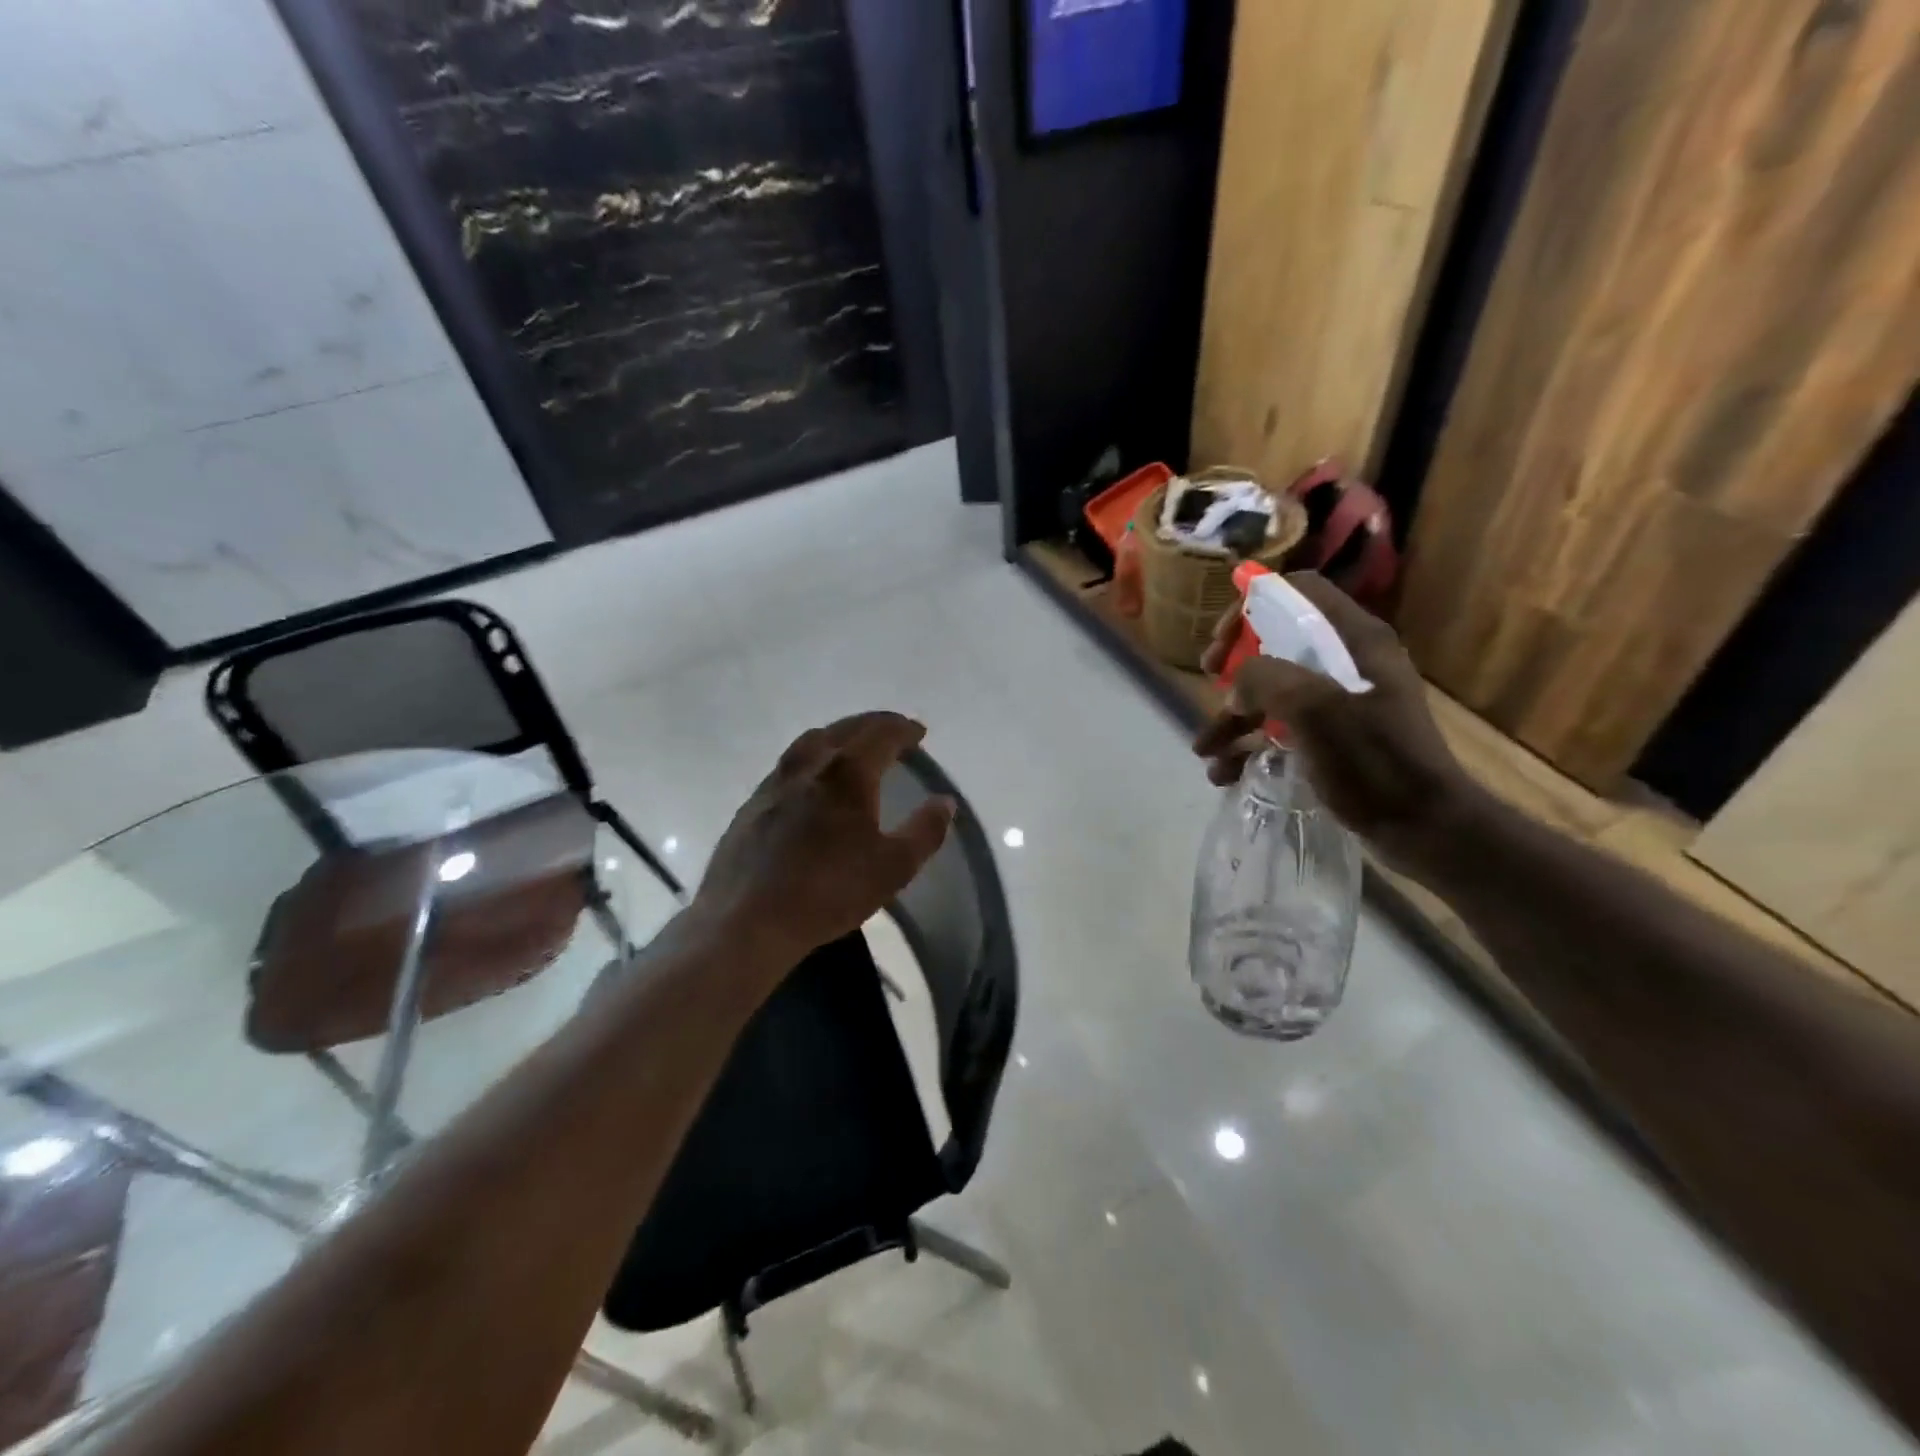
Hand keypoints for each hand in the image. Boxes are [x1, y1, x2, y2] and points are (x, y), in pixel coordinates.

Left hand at [694, 712, 955, 960]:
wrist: (747, 920)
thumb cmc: (829, 891)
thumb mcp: (893, 868)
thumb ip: (924, 831)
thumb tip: (945, 802)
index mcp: (848, 773)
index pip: (881, 734)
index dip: (904, 729)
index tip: (919, 732)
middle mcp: (810, 765)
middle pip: (845, 729)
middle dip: (873, 724)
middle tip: (893, 730)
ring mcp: (775, 782)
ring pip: (811, 742)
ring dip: (839, 734)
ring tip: (853, 745)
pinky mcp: (752, 804)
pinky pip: (789, 764)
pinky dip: (812, 758)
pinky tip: (811, 780)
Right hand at [1193, 573, 1473, 864]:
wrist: (1423, 828)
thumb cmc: (1373, 760)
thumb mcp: (1314, 707)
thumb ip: (1264, 679)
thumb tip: (1237, 686)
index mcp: (1354, 640)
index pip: (1297, 592)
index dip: (1253, 605)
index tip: (1222, 640)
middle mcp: (1348, 662)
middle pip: (1277, 642)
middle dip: (1235, 666)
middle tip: (1207, 681)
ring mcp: (1340, 703)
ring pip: (1272, 692)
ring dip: (1233, 716)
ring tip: (1204, 752)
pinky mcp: (1333, 739)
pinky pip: (1280, 729)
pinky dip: (1250, 746)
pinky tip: (1225, 774)